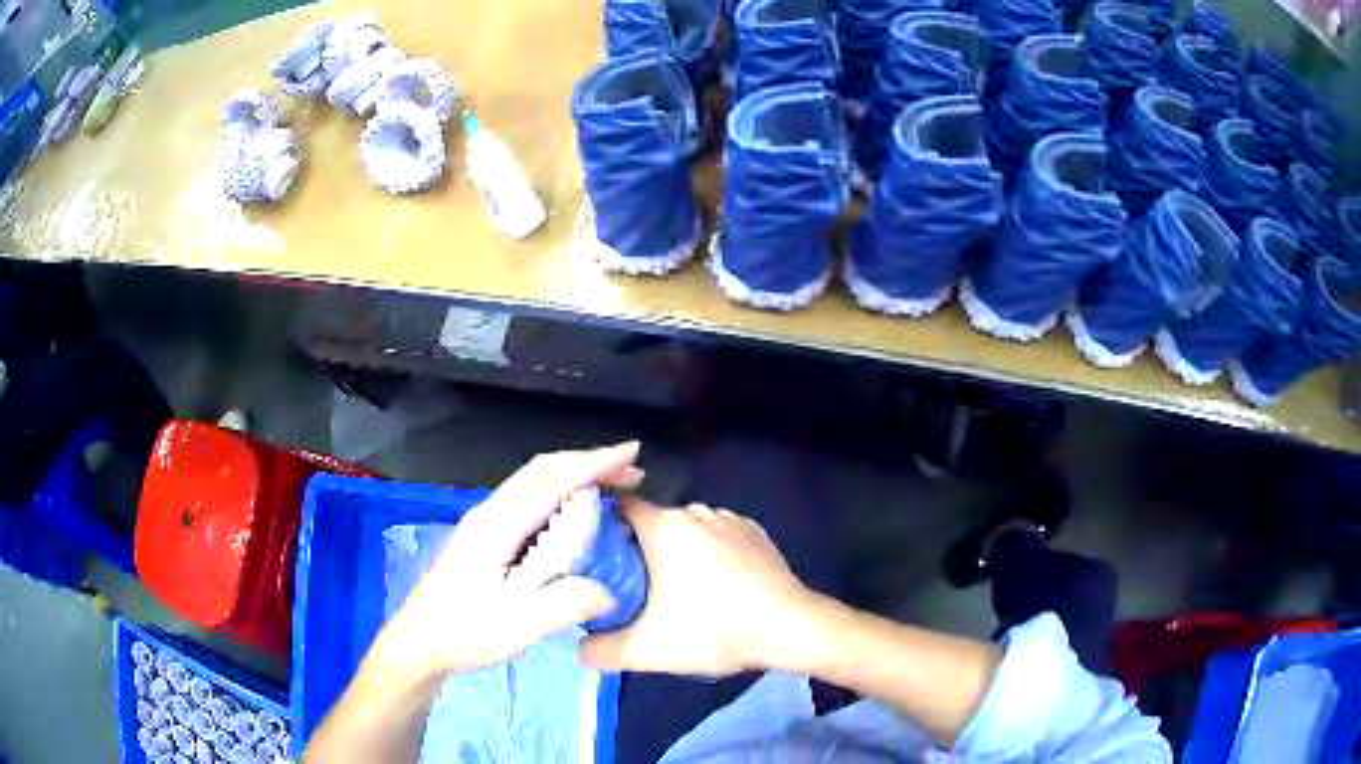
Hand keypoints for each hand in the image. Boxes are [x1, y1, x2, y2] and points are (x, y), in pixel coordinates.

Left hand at [371, 442, 642, 681]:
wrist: (416, 643)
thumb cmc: (460, 637)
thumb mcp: (512, 630)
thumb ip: (560, 607)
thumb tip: (609, 590)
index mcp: (494, 530)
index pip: (547, 483)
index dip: (591, 464)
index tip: (631, 453)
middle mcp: (488, 514)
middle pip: (540, 470)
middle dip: (588, 461)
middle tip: (633, 468)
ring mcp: (483, 522)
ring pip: (533, 480)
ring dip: (574, 473)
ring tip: (614, 483)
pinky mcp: (484, 534)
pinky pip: (527, 497)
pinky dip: (559, 490)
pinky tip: (576, 509)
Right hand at [579, 498, 817, 677]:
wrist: (790, 628)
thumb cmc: (715, 631)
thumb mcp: (649, 650)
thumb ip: (602, 650)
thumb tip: (578, 649)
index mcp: (664, 526)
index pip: (617, 507)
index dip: (599, 526)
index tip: (590, 552)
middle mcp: (695, 511)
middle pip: (652, 522)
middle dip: (638, 548)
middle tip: (632, 585)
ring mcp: (729, 518)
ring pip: (687, 530)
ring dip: (677, 552)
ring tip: (678, 590)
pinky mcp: (756, 531)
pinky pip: (718, 536)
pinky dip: (710, 553)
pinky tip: (718, 586)